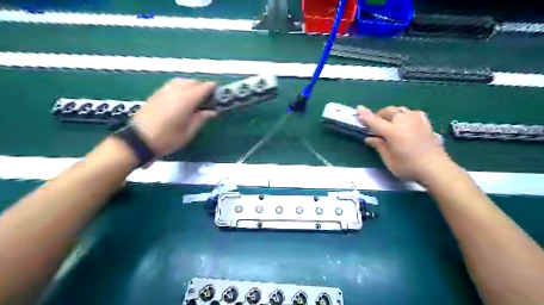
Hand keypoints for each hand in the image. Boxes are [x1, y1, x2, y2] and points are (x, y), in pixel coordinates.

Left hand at [132, 78, 216, 155]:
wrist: (138, 140)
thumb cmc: (167, 139)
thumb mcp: (188, 132)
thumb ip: (201, 119)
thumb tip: (212, 111)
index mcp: (185, 101)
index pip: (203, 88)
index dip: (212, 88)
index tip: (219, 91)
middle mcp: (175, 91)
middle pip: (192, 82)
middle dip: (203, 87)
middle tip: (209, 98)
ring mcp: (164, 91)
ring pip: (181, 81)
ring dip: (191, 85)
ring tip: (196, 96)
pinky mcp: (156, 94)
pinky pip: (172, 84)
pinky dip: (181, 87)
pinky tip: (182, 97)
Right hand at [358, 105, 450, 180]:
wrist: (436, 169)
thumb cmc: (409, 167)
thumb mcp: (389, 160)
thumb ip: (379, 146)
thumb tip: (370, 138)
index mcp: (392, 132)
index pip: (375, 121)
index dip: (366, 115)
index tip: (359, 108)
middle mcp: (404, 122)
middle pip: (388, 111)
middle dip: (380, 115)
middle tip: (376, 125)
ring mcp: (416, 121)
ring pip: (401, 110)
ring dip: (393, 114)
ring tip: (390, 123)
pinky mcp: (426, 124)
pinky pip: (413, 113)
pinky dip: (406, 115)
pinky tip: (407, 121)